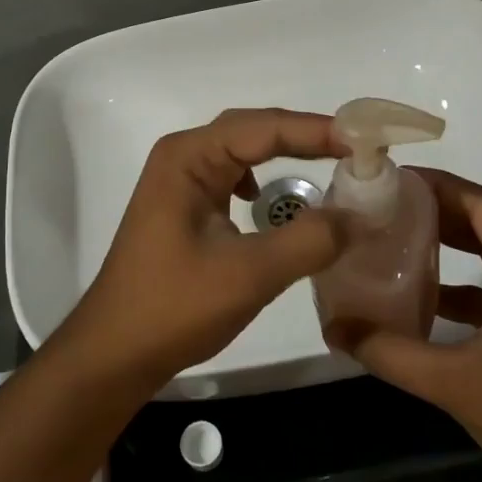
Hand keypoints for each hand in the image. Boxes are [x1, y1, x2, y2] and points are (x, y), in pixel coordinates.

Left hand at [56, 109, 348, 394]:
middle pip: (253, 131)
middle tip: (356, 148)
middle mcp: (182, 157)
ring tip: (330, 161)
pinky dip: (263, 179)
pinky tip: (272, 201)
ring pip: (243, 152)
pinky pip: (232, 177)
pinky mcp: (184, 207)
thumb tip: (360, 215)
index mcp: (189, 157)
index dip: (317, 131)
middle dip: (305, 136)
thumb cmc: (174, 307)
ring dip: (285, 154)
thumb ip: (308, 240)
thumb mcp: (249, 274)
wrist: (114, 353)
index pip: (263, 128)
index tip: (366, 142)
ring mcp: (179, 182)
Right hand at [346, 168, 481, 481]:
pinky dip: (464, 282)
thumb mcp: (455, 382)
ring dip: (451, 242)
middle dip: (439, 210)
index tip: (393, 179)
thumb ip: (391, 352)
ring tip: (398, 234)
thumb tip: (334, 329)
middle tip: (386, 203)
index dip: (438, 186)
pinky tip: (425, 293)